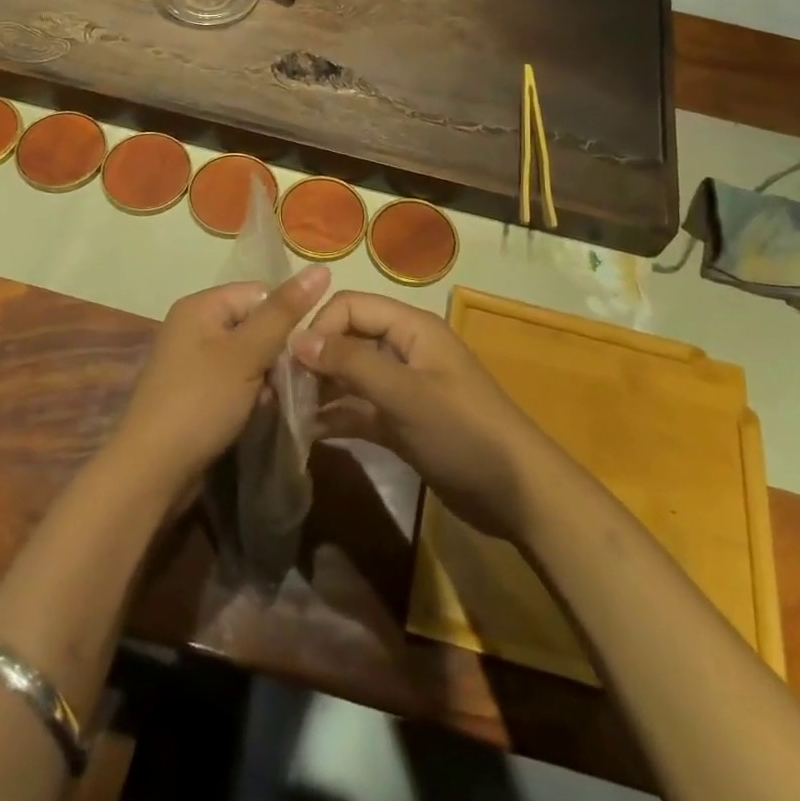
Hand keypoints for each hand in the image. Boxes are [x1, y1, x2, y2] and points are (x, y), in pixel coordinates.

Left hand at [112, 265, 331, 496]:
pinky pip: (233, 380)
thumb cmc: (201, 402)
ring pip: (247, 355)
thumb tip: (321, 267)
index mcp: (201, 305)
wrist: (151, 472)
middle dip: (276, 351)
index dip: (285, 318)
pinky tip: (257, 412)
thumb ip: (285, 312)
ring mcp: (191, 361)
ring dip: (266, 376)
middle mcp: (193, 325)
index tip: (302, 349)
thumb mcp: (248, 353)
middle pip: (254, 324)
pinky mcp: (193, 392)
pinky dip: (249, 393)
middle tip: (290, 380)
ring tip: (274, 399)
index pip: (260, 293)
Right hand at [294, 293, 558, 540]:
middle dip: (316, 359)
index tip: (292, 365)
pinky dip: (337, 416)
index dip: (320, 327)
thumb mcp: (405, 394)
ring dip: (321, 389)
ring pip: (351, 375)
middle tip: (282, 392)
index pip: (351, 306)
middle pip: (348, 338)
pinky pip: (360, 409)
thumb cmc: (463, 432)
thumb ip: (352, 363)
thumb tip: (298, 339)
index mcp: (411, 328)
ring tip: (288, 414)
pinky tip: (309, 434)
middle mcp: (404, 349)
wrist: (517, 493)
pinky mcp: (402, 422)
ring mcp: (403, 387)